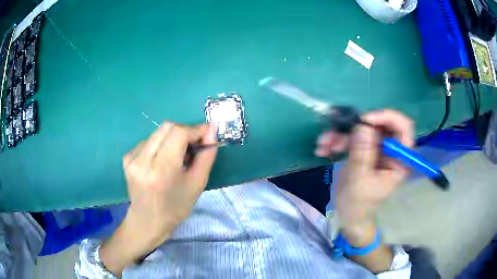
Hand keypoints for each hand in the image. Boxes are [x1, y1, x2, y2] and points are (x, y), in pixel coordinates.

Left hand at [101, 122, 217, 275]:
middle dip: (185, 131)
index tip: (206, 133)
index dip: (195, 129)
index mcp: (161, 170)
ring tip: (177, 156)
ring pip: (158, 132)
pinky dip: (161, 144)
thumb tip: (211, 129)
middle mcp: (142, 160)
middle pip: (167, 127)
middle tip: (194, 144)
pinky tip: (162, 161)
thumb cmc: (175, 207)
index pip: (179, 133)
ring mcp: (132, 157)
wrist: (147, 221)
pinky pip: (149, 140)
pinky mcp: (127, 157)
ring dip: (172, 138)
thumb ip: (206, 156)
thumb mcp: (197, 184)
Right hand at [315, 109, 413, 231]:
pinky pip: (351, 136)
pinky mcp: (362, 149)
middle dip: (356, 126)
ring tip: (324, 144)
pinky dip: (336, 140)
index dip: (387, 117)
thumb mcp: (360, 180)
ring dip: (341, 134)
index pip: (403, 128)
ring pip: (361, 128)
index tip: (366, 120)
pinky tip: (323, 149)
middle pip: (379, 124)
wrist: (349, 215)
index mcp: (398, 158)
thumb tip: (363, 125)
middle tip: (338, 134)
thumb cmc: (359, 204)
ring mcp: (375, 148)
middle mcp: (389, 149)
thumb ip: (363, 153)